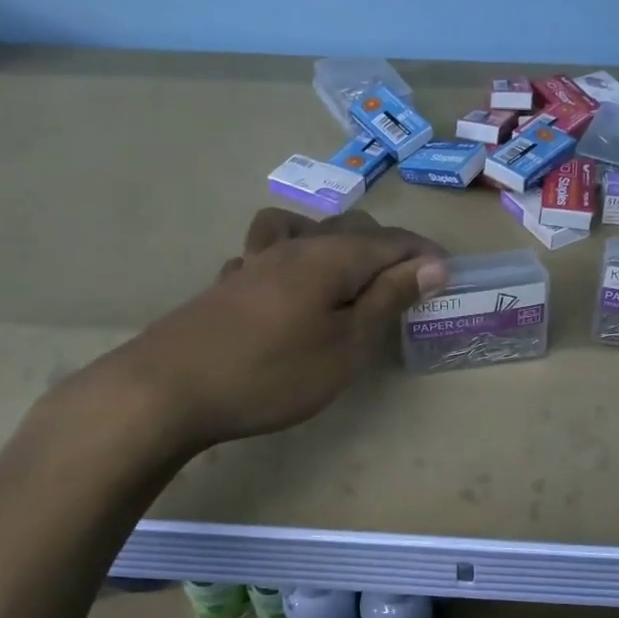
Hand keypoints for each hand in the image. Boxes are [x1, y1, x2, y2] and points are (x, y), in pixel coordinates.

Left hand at [67, 209, 448, 451]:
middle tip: (406, 286)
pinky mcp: (228, 282)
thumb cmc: (272, 373)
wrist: (169, 389)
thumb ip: (388, 300)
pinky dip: (288, 260)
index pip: (392, 240)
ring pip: (305, 230)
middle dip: (386, 249)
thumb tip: (432, 264)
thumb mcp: (346, 346)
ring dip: (335, 244)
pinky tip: (283, 289)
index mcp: (331, 255)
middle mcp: (294, 244)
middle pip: (352, 228)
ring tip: (345, 275)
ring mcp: (255, 260)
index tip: (449, 276)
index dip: (425, 254)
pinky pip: (267, 253)